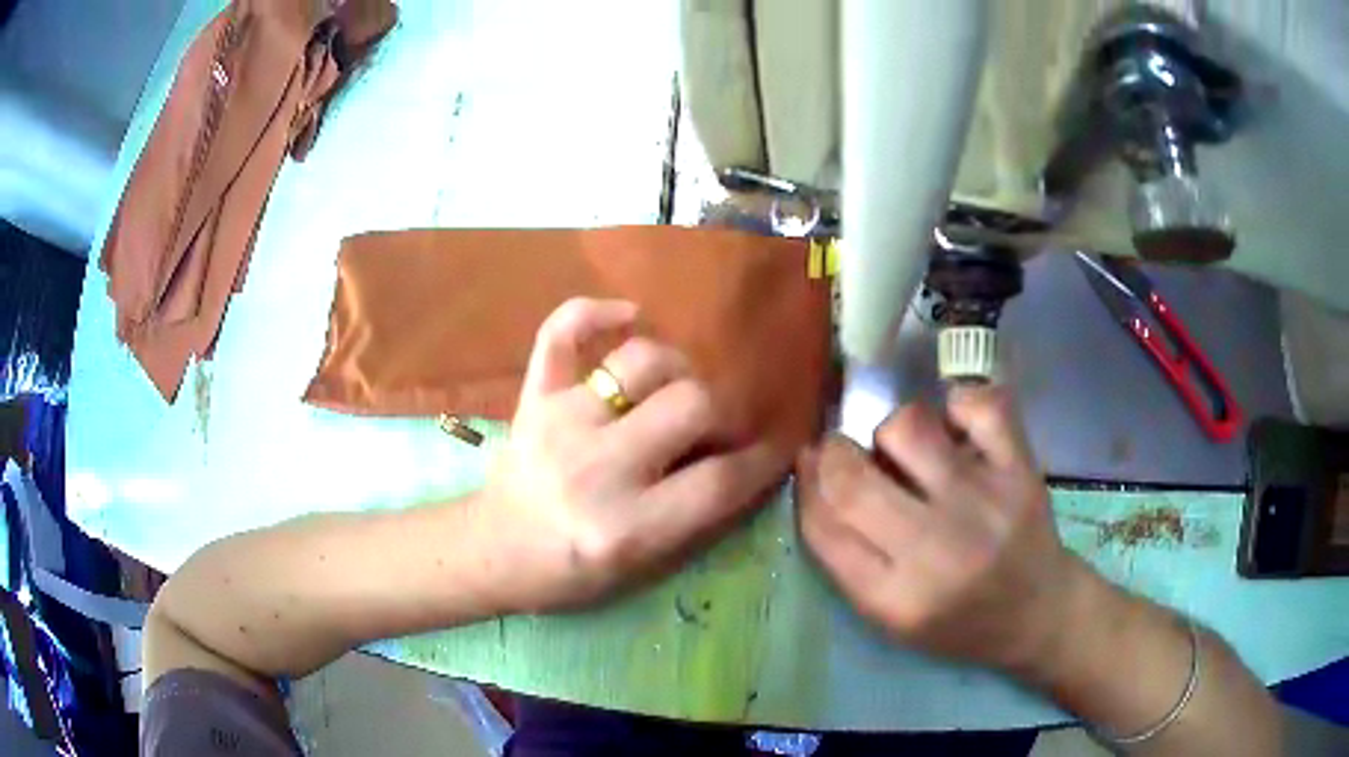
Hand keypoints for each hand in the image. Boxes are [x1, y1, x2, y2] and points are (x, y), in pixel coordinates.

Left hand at [482, 298, 791, 613]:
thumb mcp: (639, 569)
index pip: (721, 481)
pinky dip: (595, 311)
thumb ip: (694, 517)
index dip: (763, 460)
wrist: (490, 551)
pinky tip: (627, 316)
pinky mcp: (533, 397)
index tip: (778, 447)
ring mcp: (561, 422)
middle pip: (693, 405)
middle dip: (724, 413)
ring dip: (678, 369)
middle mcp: (598, 468)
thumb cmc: (567, 573)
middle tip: (719, 426)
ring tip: (677, 388)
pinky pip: (561, 331)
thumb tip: (741, 457)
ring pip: (644, 360)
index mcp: (628, 527)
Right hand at [798, 386, 1087, 673]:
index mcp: (896, 598)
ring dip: (892, 432)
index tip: (807, 462)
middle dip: (834, 452)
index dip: (805, 483)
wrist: (1037, 612)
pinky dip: (958, 405)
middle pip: (854, 479)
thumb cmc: (957, 621)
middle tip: (845, 451)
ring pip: (909, 428)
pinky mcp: (1021, 470)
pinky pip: (978, 404)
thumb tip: (814, 470)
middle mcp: (938, 550)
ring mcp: (985, 502)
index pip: (824, 527)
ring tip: (908, 452)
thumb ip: (846, 555)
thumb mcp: (889, 616)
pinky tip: (957, 429)